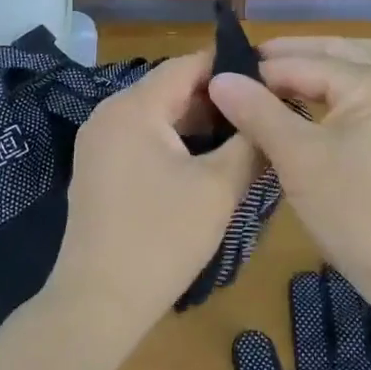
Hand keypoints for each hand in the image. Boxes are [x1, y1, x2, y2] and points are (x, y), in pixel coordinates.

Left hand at [46, 50, 262, 341]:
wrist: (99, 303)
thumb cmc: (162, 239)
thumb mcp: (218, 188)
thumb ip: (250, 143)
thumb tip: (271, 112)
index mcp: (134, 107)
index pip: (188, 65)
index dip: (231, 67)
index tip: (271, 78)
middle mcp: (109, 114)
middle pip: (171, 88)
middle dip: (218, 99)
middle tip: (262, 113)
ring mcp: (99, 142)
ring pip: (158, 115)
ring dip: (198, 123)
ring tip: (244, 136)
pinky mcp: (98, 168)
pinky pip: (143, 138)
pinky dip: (175, 142)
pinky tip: (208, 161)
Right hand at [208, 37, 370, 292]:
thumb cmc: (353, 212)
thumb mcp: (296, 158)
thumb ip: (258, 111)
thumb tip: (220, 78)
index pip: (305, 64)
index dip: (261, 71)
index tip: (223, 75)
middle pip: (343, 52)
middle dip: (298, 55)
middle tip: (254, 65)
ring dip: (338, 62)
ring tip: (302, 70)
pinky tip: (358, 103)